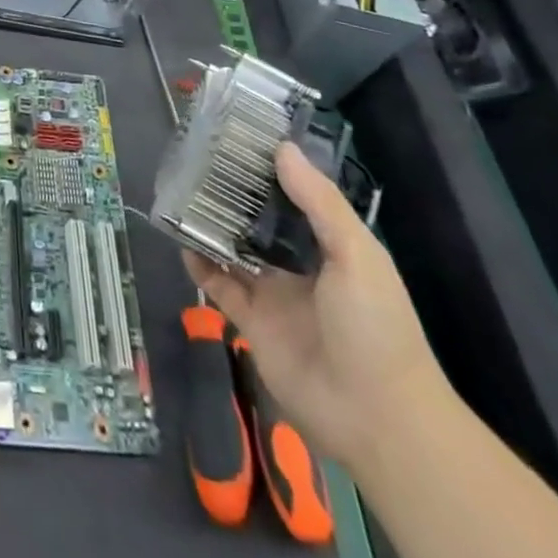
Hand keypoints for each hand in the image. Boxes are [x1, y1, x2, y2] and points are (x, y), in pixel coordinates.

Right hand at [183, 141, 448, 472]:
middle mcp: (299, 265)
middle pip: (259, 221)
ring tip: (181, 193)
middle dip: (233, 195)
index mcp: (330, 246)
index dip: (269, 170)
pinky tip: (181, 240)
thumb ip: (319, 203)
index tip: (238, 138)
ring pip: (234, 250)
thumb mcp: (357, 255)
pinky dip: (200, 264)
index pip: (295, 198)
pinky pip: (219, 286)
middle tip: (198, 160)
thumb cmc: (375, 327)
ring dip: (211, 226)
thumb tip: (281, 148)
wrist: (376, 419)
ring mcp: (273, 294)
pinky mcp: (251, 322)